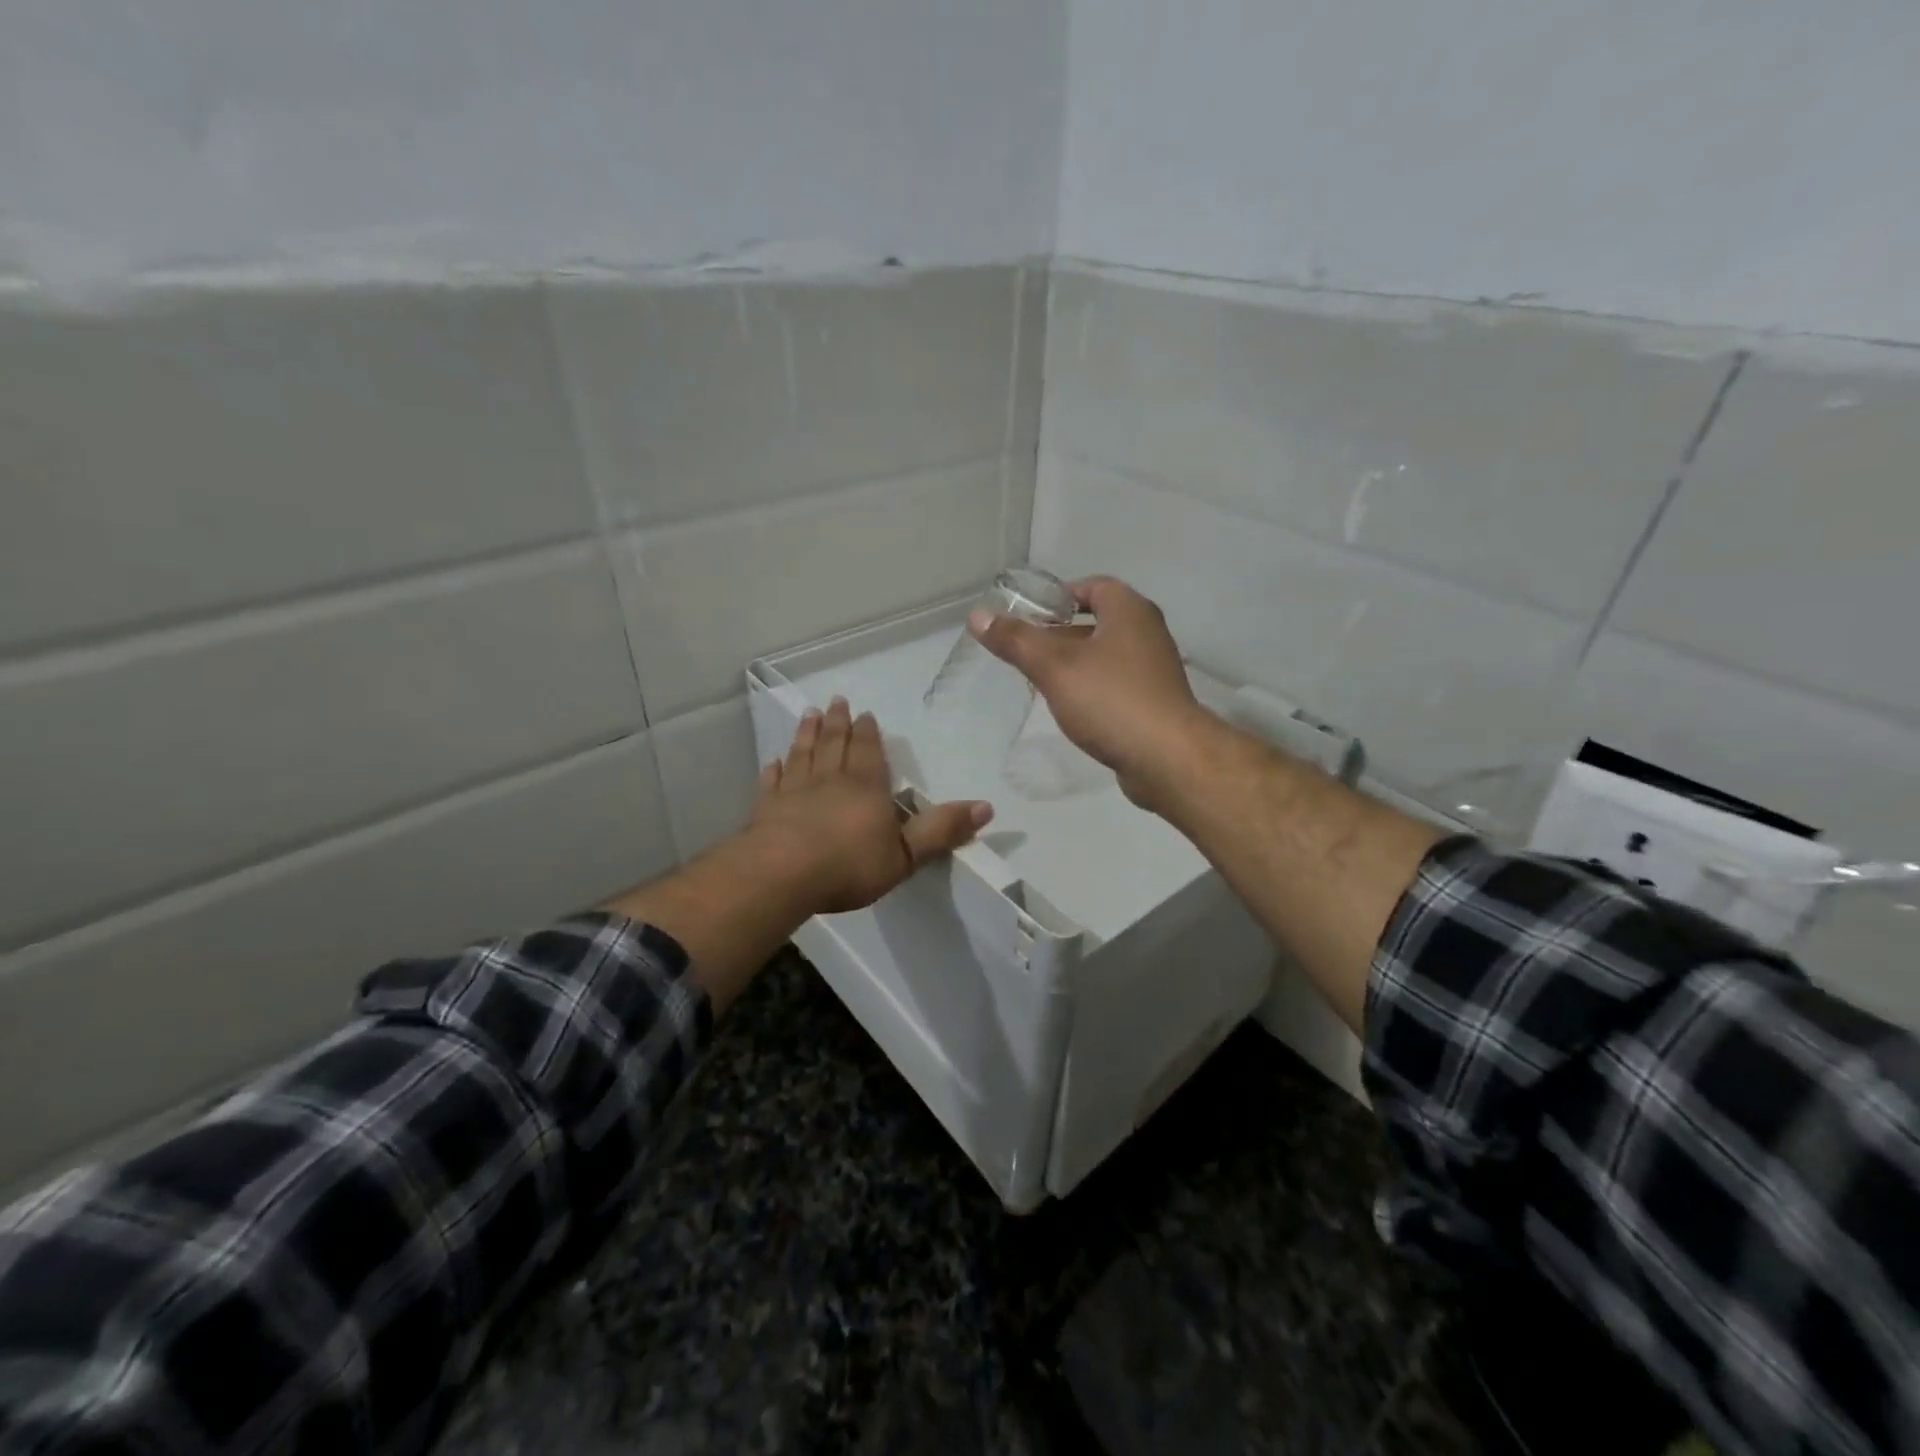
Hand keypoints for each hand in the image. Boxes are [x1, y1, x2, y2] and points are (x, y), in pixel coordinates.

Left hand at [749, 697, 991, 914]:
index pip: (868, 751)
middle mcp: (830, 780)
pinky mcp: (766, 809)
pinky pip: (772, 782)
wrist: (782, 875)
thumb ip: (942, 830)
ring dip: (806, 734)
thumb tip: (987, 806)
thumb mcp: (907, 854)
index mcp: (865, 786)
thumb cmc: (849, 865)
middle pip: (834, 743)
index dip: (867, 732)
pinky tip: (773, 761)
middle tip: (836, 701)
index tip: (864, 713)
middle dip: (837, 722)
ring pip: (803, 754)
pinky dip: (774, 770)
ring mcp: (794, 791)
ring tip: (808, 715)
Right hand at [971, 575, 1213, 812]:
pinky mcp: (1155, 703)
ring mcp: (1154, 670)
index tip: (1030, 614)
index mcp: (1130, 611)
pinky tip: (1070, 707)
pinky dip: (1092, 688)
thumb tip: (978, 616)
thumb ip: (1016, 640)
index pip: (1093, 586)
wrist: (1167, 759)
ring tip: (1039, 679)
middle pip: (1098, 621)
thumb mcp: (1055, 667)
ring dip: (1075, 662)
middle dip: (1061, 632)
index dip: (1060, 595)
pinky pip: (1116, 684)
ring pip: (1106, 655)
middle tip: (1026, 648)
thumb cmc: (1111, 700)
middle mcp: (1147, 633)